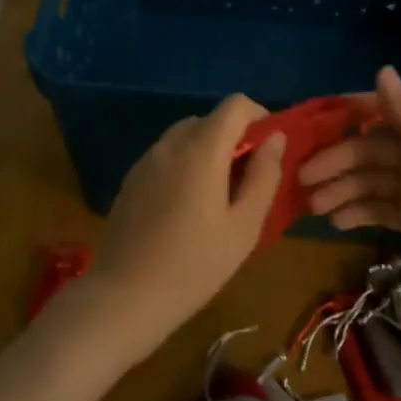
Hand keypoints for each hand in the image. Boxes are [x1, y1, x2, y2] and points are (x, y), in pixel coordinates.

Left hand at [83, 94, 285, 349]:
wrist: (126, 295)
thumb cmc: (195, 265)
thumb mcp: (244, 226)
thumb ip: (264, 176)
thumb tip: (275, 139)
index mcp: (200, 150)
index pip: (235, 105)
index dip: (259, 117)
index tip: (270, 150)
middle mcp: (169, 145)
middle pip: (209, 120)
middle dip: (235, 139)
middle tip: (249, 180)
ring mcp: (145, 161)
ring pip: (186, 138)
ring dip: (209, 152)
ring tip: (219, 197)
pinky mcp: (131, 179)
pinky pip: (166, 157)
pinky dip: (185, 165)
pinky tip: (188, 208)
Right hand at [298, 67, 400, 315]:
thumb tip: (380, 71)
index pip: (379, 112)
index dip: (346, 115)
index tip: (309, 125)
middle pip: (364, 151)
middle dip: (333, 161)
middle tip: (300, 177)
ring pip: (365, 182)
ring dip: (338, 189)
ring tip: (312, 206)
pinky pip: (376, 210)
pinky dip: (355, 213)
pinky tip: (335, 222)